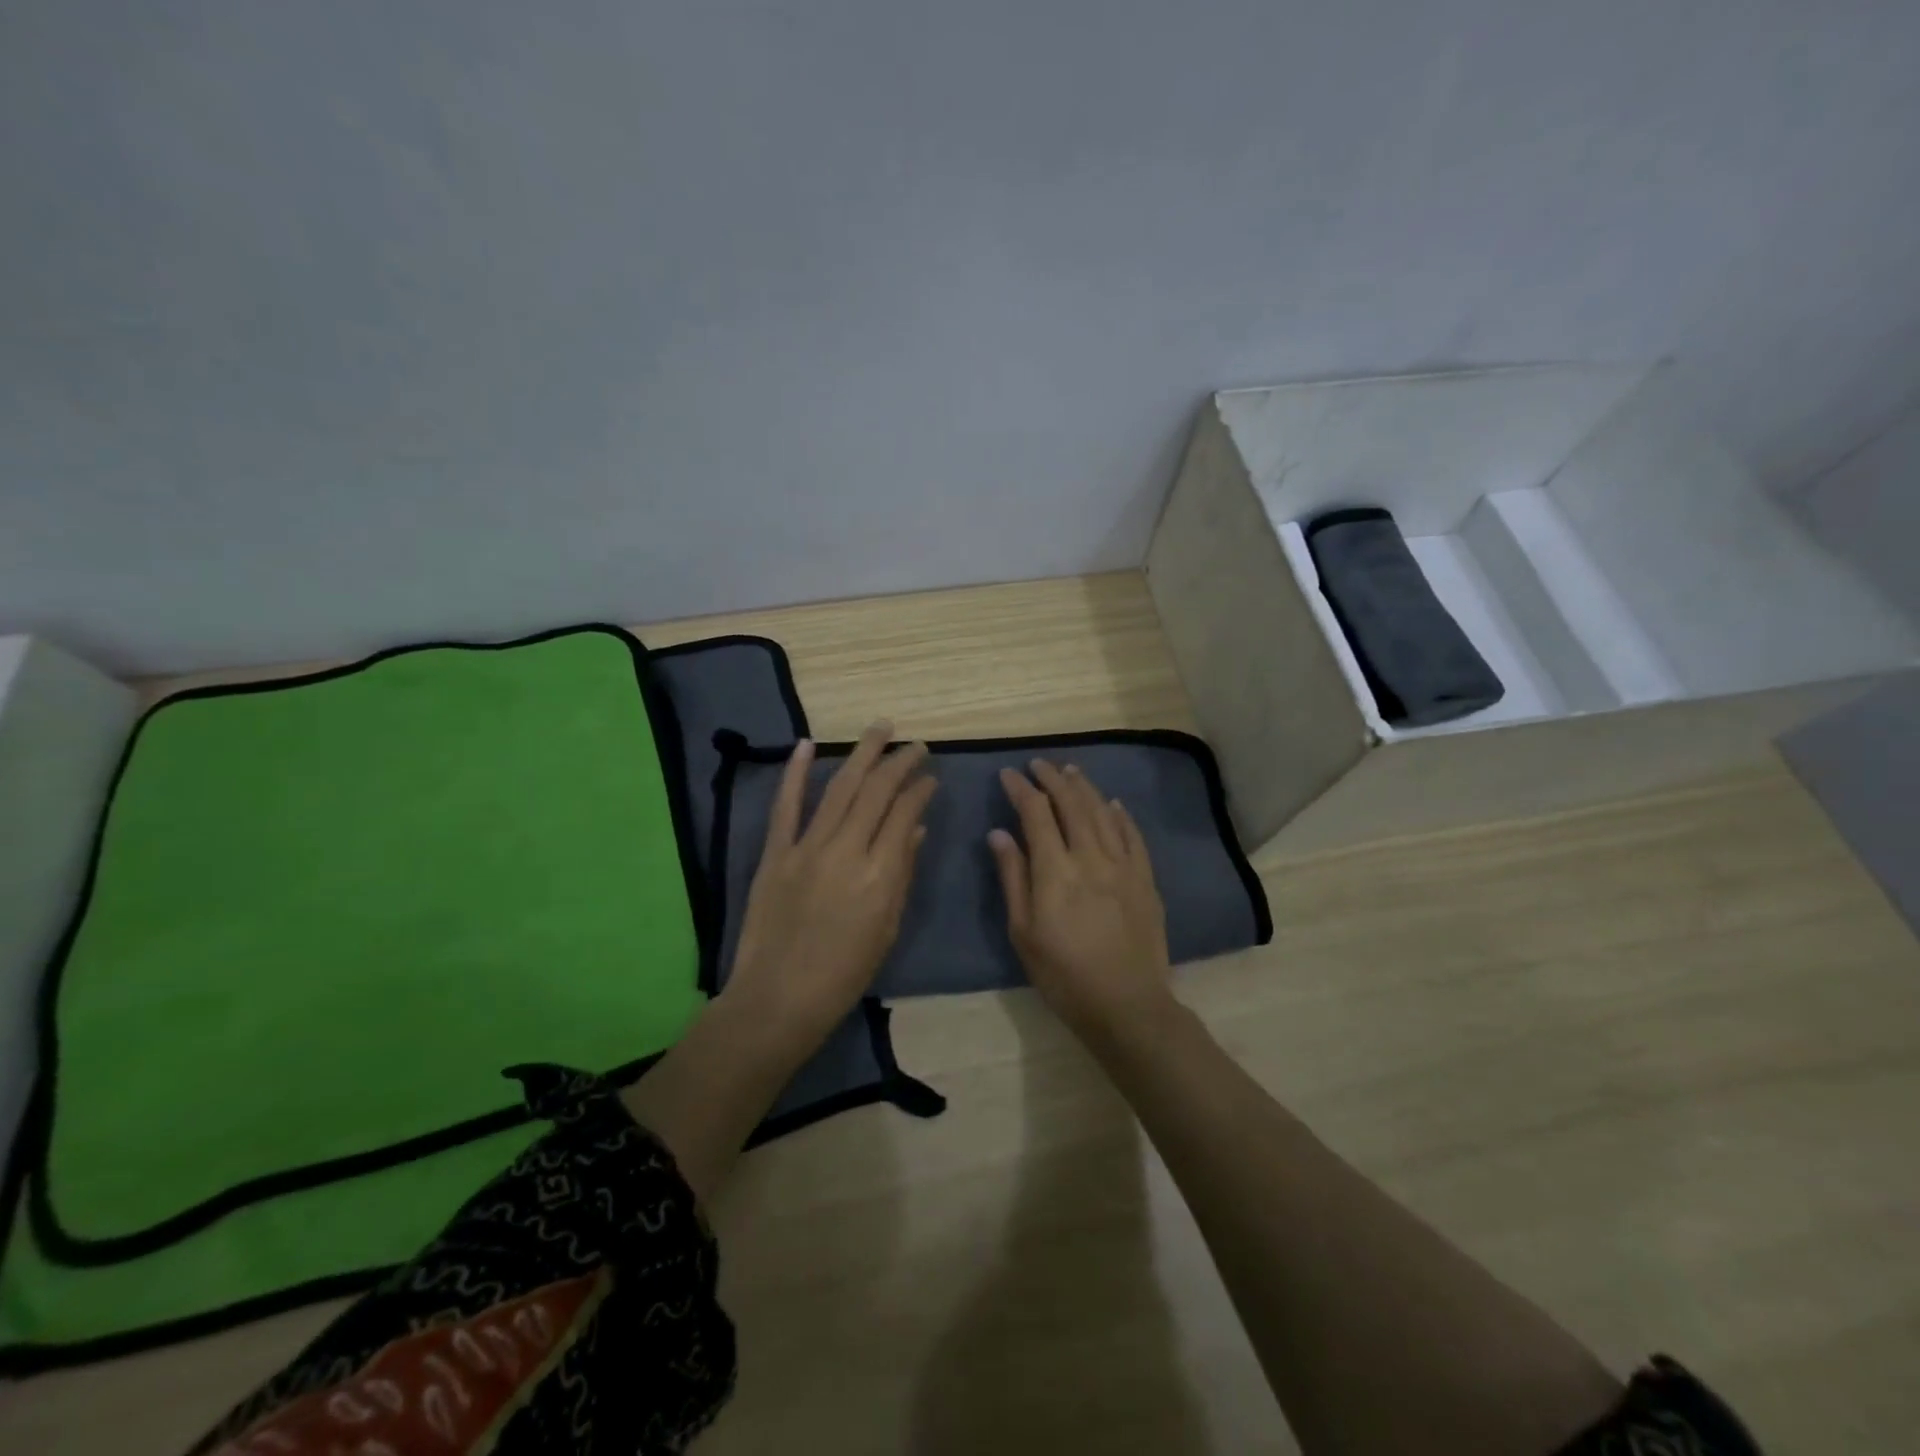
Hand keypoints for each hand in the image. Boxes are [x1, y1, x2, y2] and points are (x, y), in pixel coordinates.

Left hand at [724, 721, 935, 1048]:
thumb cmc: (844, 974)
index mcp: (879, 875)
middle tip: (915, 744)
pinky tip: (806, 744)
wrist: (778, 999)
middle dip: (899, 762)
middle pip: (876, 792)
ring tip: (879, 728)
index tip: (930, 776)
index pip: (904, 814)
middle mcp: (846, 852)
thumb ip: (902, 874)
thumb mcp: (886, 928)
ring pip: (838, 788)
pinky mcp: (775, 853)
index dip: (920, 789)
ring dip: (861, 754)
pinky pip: (785, 806)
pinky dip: (794, 773)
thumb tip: (914, 829)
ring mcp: (806, 849)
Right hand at [989, 759, 1172, 1044]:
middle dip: (1052, 779)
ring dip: (1084, 787)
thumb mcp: (1023, 932)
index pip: (1036, 814)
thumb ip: (1013, 877)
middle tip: (1038, 764)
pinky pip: (1133, 835)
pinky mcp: (1145, 879)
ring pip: (1102, 812)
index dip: (1021, 789)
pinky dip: (1120, 815)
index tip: (1008, 774)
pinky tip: (1112, 804)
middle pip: (1071, 804)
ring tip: (1070, 771)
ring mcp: (1123, 866)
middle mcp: (1091, 857)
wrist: (1127, 1005)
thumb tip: (999, 833)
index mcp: (1056, 871)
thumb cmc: (1063, 975)